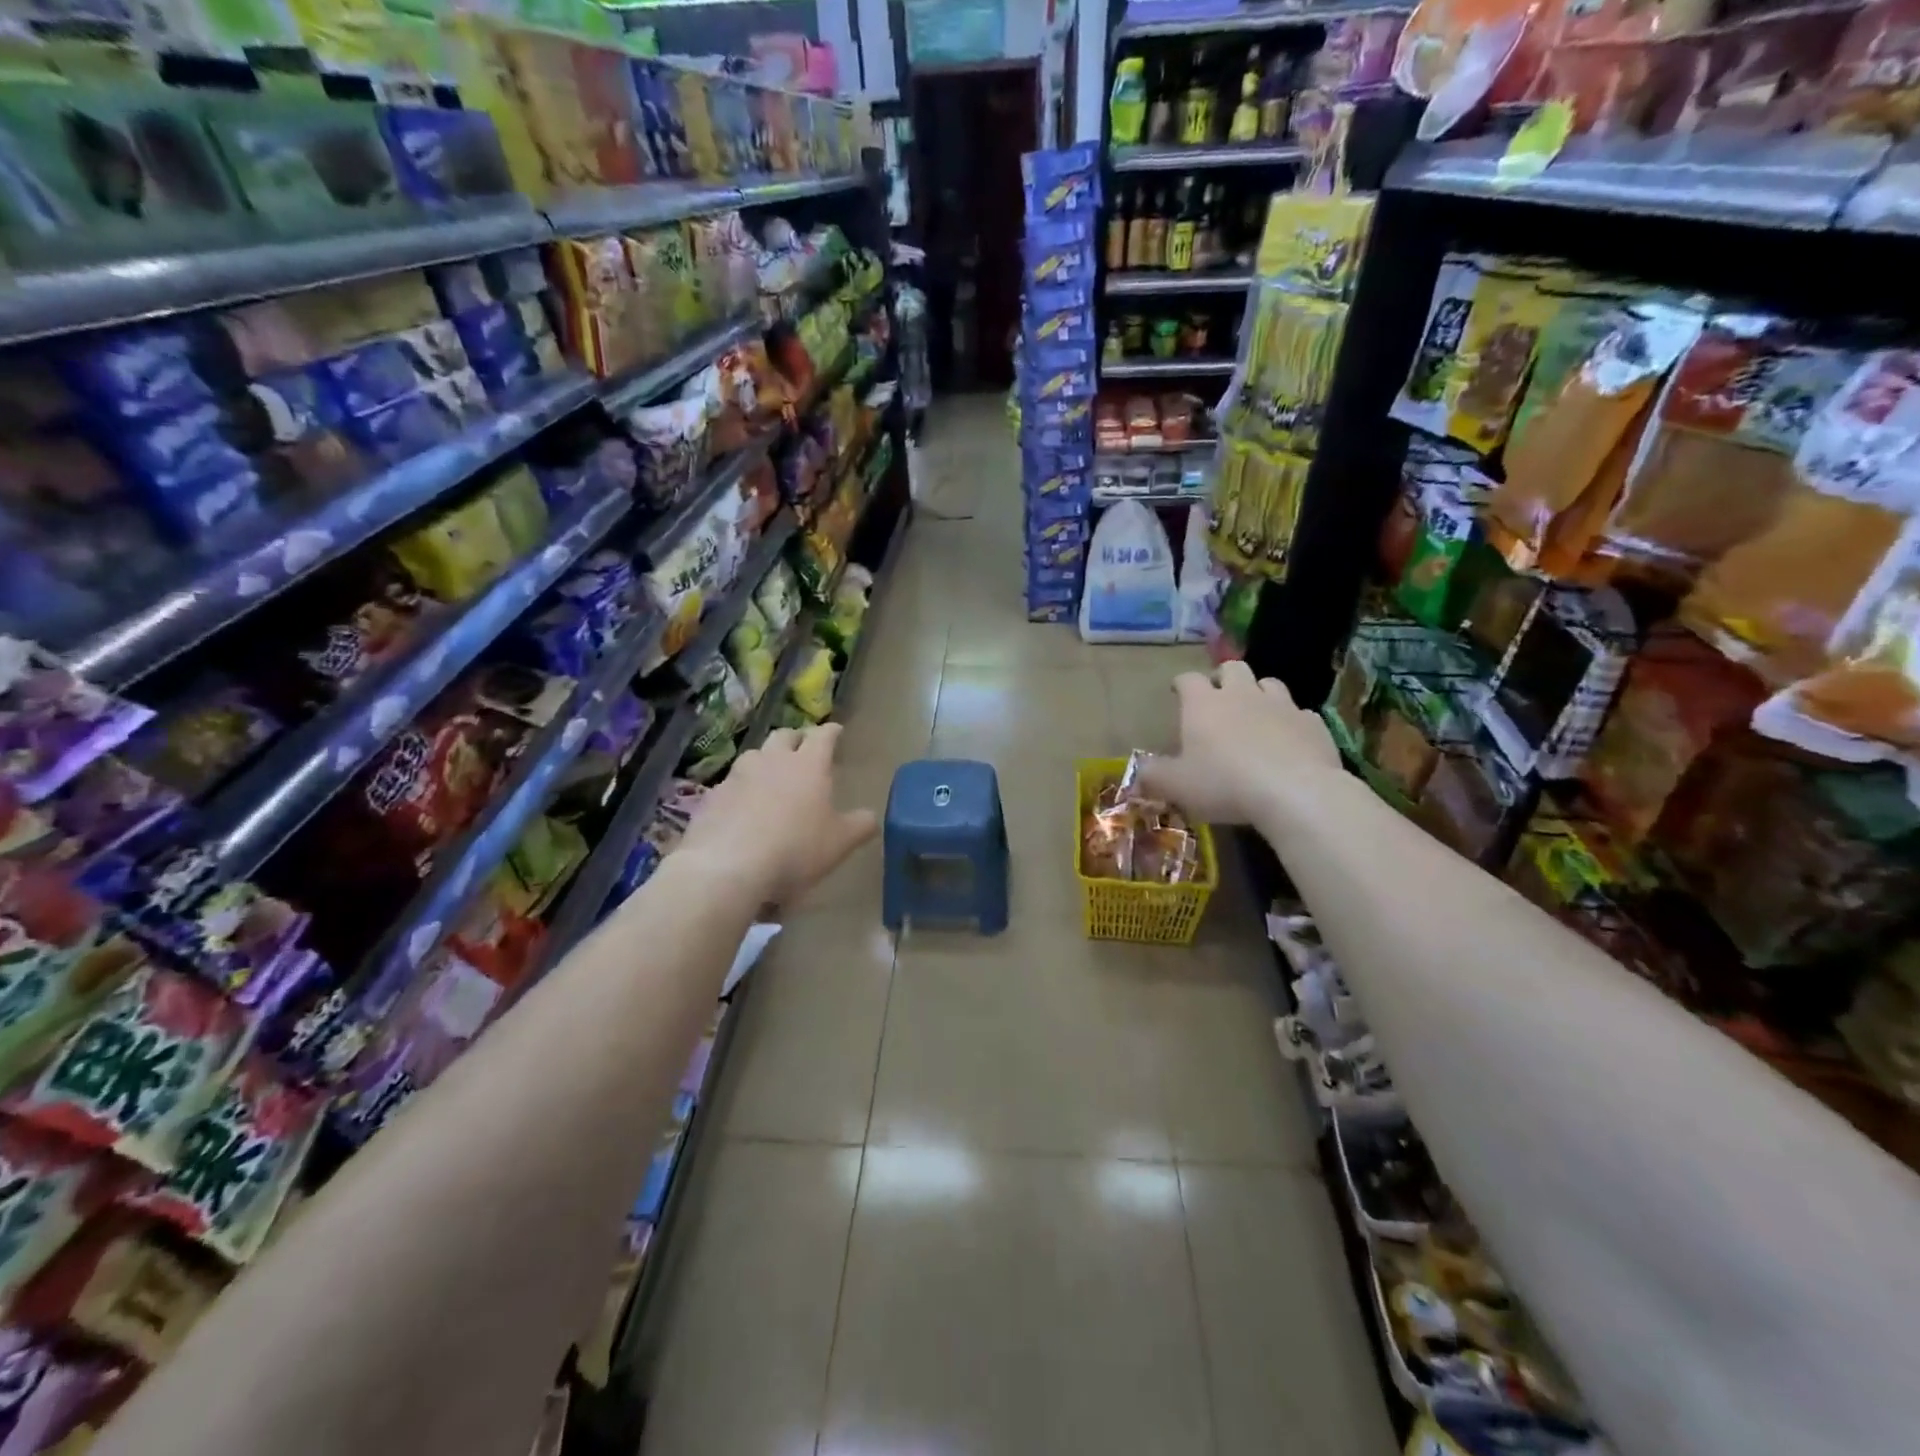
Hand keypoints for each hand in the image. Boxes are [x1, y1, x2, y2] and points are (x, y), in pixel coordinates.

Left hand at [678, 723, 878, 906]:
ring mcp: (738, 776)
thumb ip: (860, 826)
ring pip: (754, 755)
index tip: (837, 731)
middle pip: (784, 735)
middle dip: (796, 738)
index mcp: (809, 765)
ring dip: (765, 760)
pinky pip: (731, 784)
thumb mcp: (840, 843)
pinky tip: (743, 808)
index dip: (831, 732)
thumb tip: (871, 816)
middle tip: (803, 749)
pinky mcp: (713, 796)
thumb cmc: (795, 848)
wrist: (728, 866)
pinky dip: (741, 789)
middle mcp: (773, 760)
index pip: (823, 736)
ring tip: (771, 776)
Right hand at [1136, 661, 1339, 824]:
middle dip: (1223, 677)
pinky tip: (1288, 739)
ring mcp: (1281, 705)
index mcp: (1203, 704)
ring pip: (1269, 683)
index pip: (1188, 679)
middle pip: (1232, 668)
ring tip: (1255, 712)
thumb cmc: (1224, 783)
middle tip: (1217, 697)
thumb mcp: (1176, 786)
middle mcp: (1241, 694)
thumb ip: (1153, 775)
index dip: (1181, 683)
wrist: (1295, 792)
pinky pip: (1300, 713)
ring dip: (1259, 692)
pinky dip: (1290, 721)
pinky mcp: (1312, 723)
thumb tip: (1137, 771)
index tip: (1177, 692)